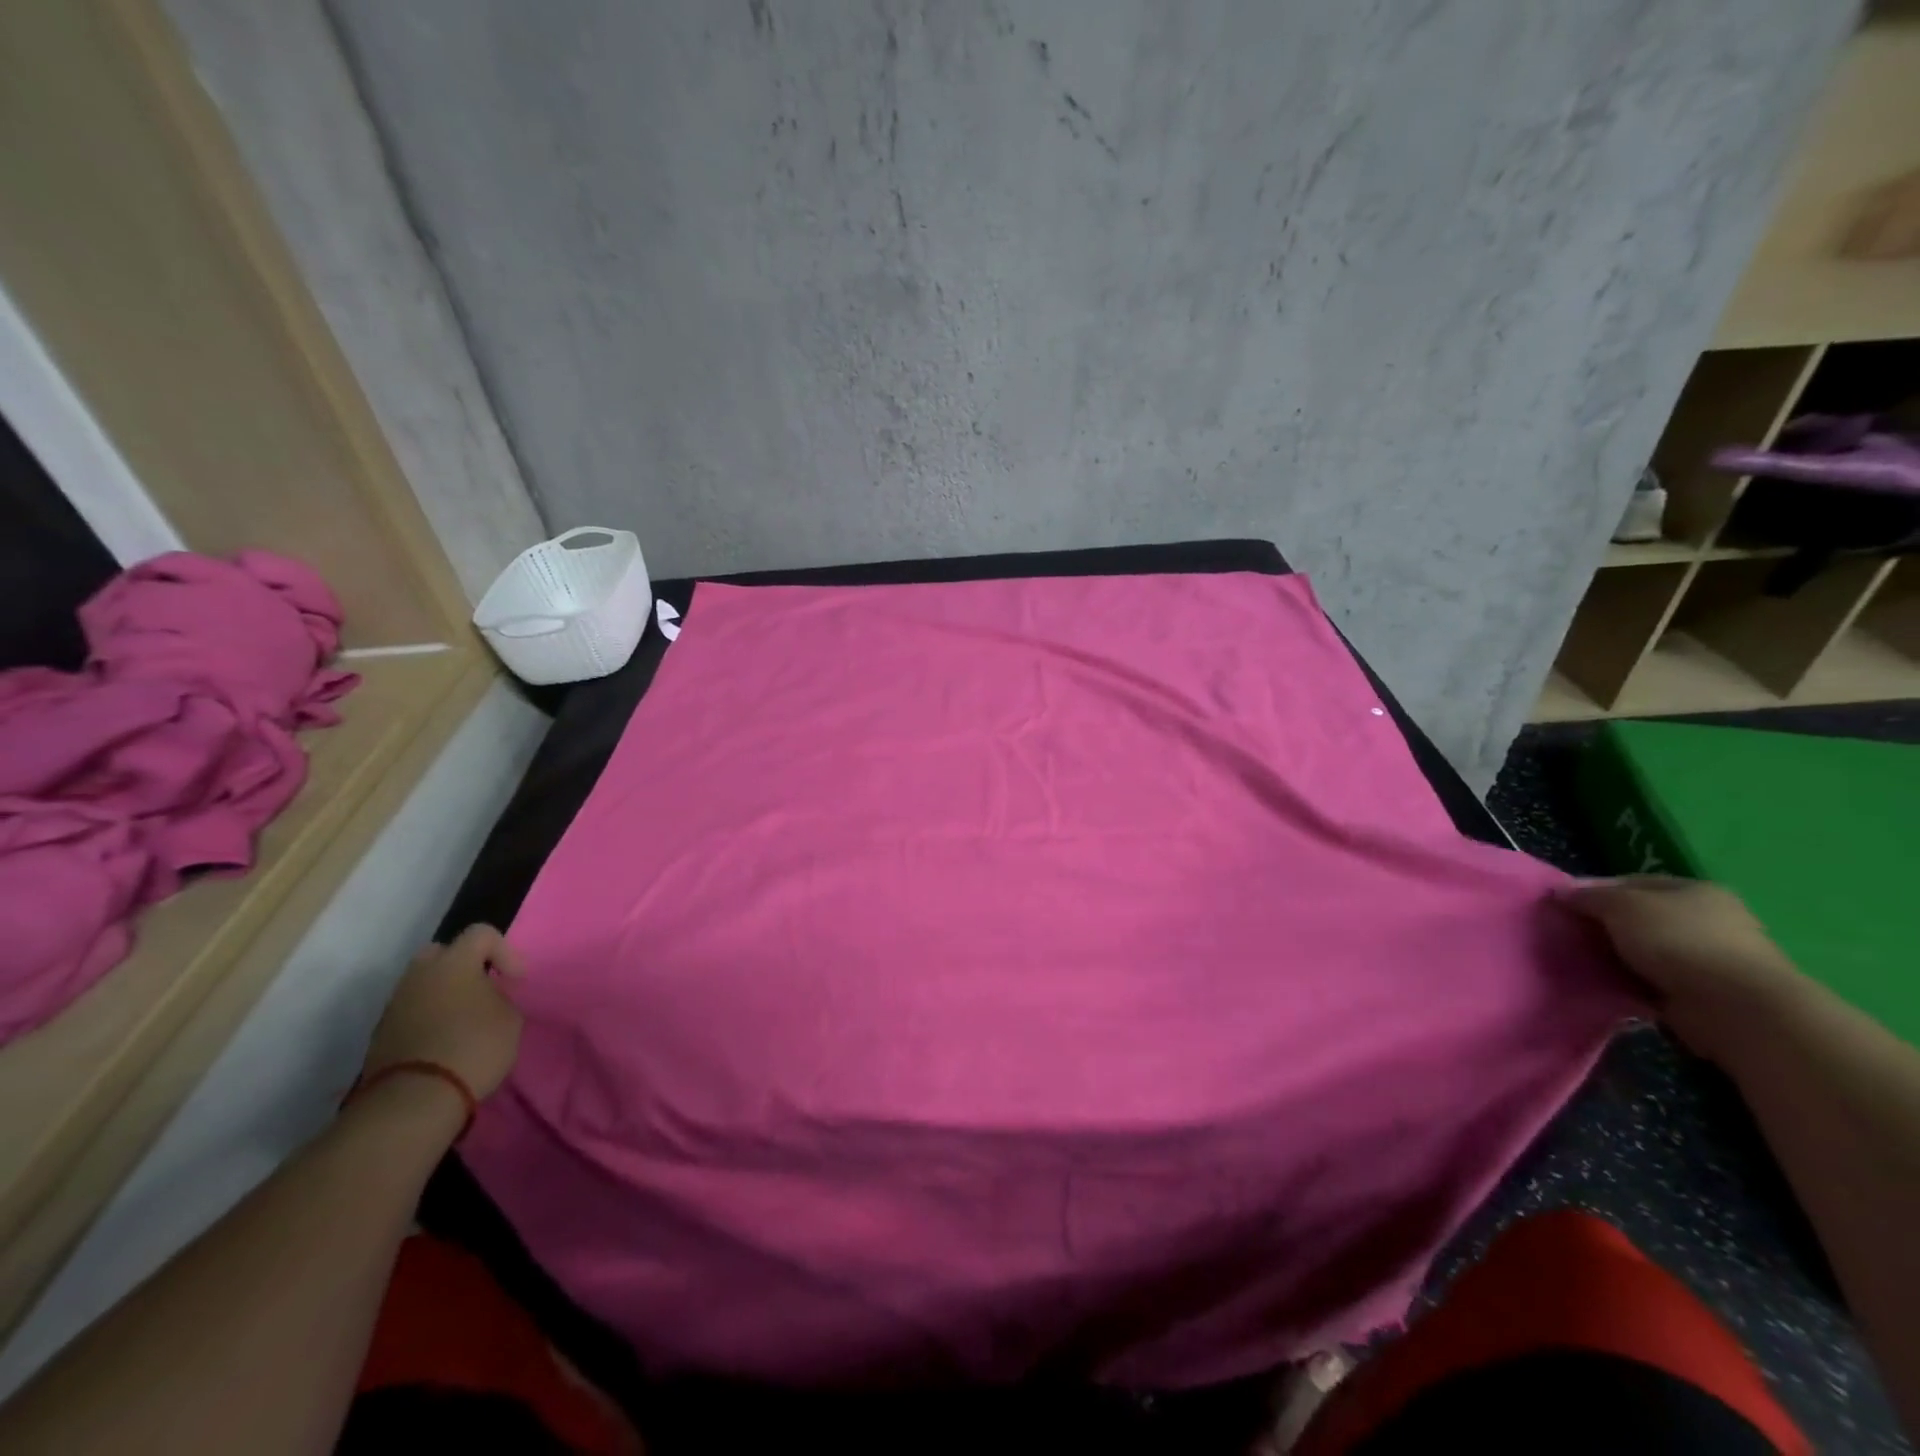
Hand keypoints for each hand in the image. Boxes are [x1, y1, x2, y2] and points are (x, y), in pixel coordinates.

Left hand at [361, 924, 525, 1098]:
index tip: (515, 980)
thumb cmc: (474, 1047)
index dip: (505, 951)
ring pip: (423, 984)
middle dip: (463, 966)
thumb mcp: (510, 1018)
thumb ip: (500, 997)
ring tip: (463, 1020)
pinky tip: (443, 1040)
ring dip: (443, 994)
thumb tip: (487, 997)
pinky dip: (428, 1017)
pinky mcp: (381, 1034)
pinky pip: (411, 1011)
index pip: (481, 933)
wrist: (415, 1099)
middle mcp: (419, 975)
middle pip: (441, 953)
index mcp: (453, 962)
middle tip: (481, 989)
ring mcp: (395, 1005)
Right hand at [1560, 877, 1811, 1063]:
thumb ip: (1589, 896)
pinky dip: (1628, 981)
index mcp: (1693, 890)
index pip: (1629, 882)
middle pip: (1637, 916)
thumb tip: (1561, 891)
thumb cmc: (1678, 940)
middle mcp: (1705, 919)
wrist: (1735, 1007)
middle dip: (1601, 925)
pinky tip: (1604, 983)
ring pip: (1642, 950)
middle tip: (1564, 933)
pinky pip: (1651, 980)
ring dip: (1613, 955)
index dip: (1592, 890)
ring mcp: (1706, 958)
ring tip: (1578, 961)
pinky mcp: (1701, 992)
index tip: (1559, 904)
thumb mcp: (1622, 905)